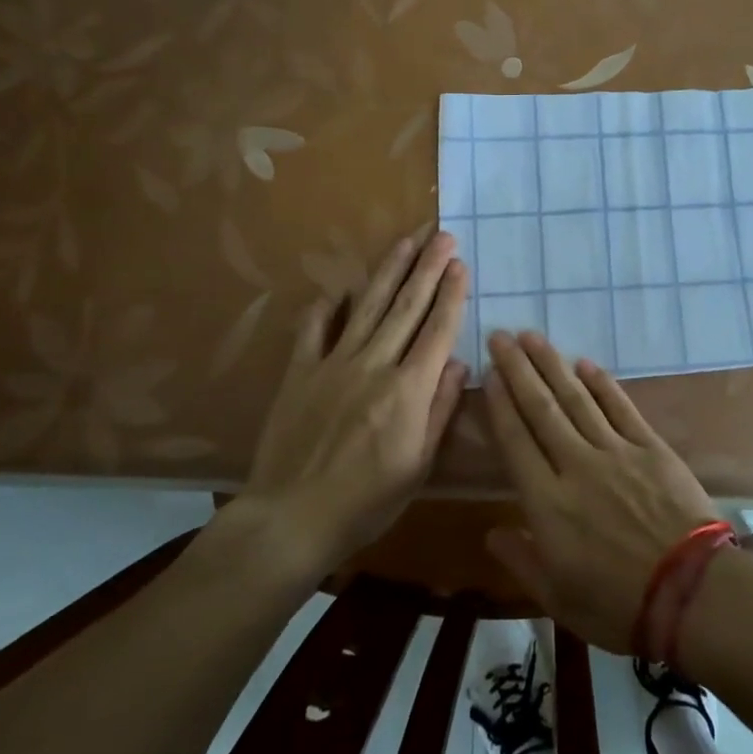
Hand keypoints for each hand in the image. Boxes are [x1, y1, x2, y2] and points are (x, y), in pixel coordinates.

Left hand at [224, 226, 468, 581]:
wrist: (291, 518)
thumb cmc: (367, 502)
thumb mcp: (419, 465)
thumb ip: (439, 410)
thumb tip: (457, 363)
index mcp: (408, 389)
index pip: (437, 330)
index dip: (451, 294)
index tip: (460, 263)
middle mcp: (374, 364)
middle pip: (406, 306)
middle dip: (427, 268)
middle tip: (441, 235)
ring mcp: (333, 364)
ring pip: (366, 307)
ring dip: (388, 271)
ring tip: (404, 242)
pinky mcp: (300, 373)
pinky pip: (313, 329)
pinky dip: (325, 306)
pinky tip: (336, 288)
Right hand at [483, 331, 719, 652]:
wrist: (693, 595)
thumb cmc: (619, 605)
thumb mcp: (559, 598)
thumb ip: (522, 560)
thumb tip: (491, 530)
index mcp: (547, 504)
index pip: (516, 441)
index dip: (500, 405)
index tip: (489, 374)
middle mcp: (576, 466)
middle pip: (541, 409)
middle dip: (518, 370)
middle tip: (501, 336)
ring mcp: (616, 452)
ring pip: (577, 399)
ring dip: (553, 365)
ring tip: (533, 338)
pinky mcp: (650, 447)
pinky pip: (620, 407)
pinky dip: (601, 383)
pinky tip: (585, 363)